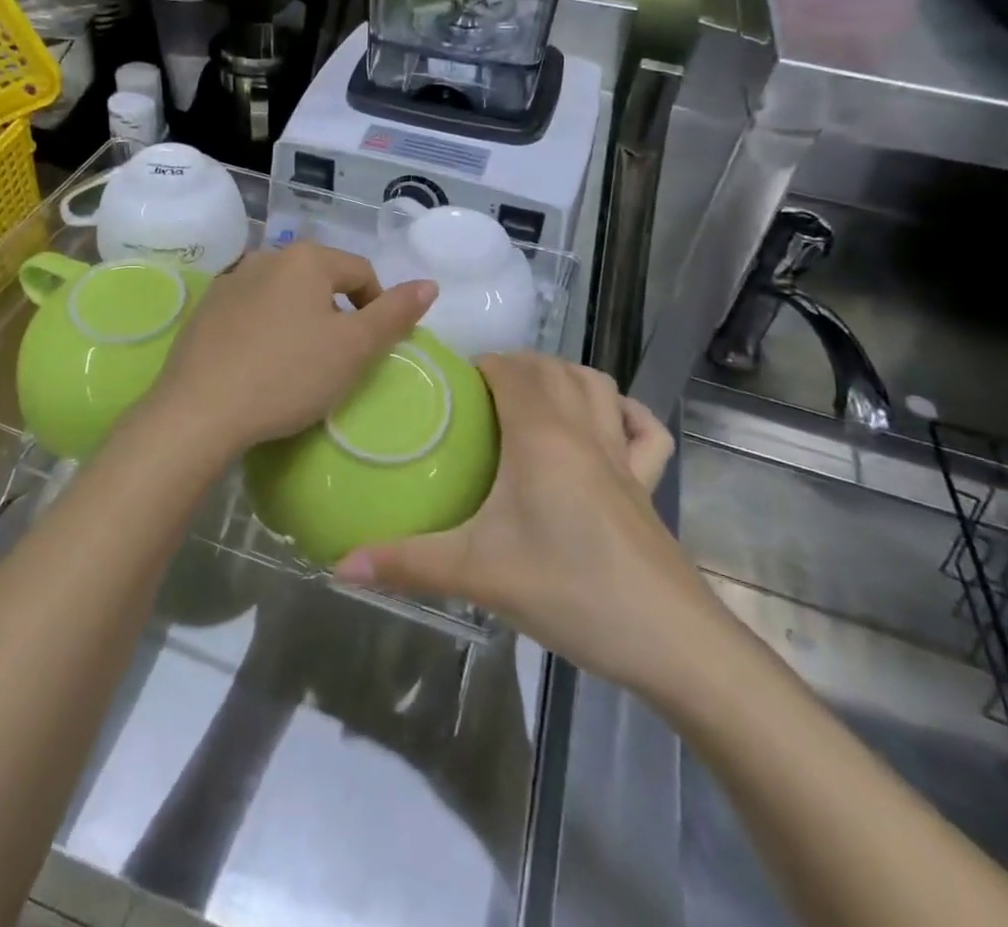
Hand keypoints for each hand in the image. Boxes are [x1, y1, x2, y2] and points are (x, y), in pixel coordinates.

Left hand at [142, 242, 434, 464]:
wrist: (198, 411)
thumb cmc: (288, 375)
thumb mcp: (354, 349)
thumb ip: (395, 313)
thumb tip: (429, 283)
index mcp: (306, 258)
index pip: (362, 273)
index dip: (377, 309)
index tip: (369, 351)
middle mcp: (266, 256)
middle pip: (321, 280)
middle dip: (336, 314)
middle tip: (335, 360)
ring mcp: (230, 281)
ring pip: (284, 295)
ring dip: (300, 320)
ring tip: (297, 363)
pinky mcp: (205, 309)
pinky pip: (251, 311)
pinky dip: (265, 329)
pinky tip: (259, 364)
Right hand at [334, 353, 724, 697]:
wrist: (669, 641)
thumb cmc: (569, 591)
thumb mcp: (477, 574)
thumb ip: (406, 563)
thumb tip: (338, 563)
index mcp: (540, 434)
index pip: (509, 369)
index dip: (480, 365)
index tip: (449, 385)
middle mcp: (583, 429)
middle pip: (549, 368)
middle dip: (513, 366)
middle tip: (476, 396)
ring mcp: (623, 453)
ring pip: (596, 384)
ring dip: (563, 376)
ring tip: (531, 397)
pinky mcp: (648, 483)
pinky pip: (644, 429)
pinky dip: (625, 412)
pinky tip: (609, 423)